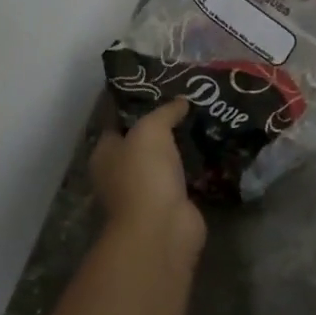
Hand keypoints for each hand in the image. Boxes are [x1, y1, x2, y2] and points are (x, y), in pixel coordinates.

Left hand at [90, 96, 203, 254]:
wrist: (162, 228)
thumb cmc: (144, 174)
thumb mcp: (151, 129)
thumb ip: (165, 111)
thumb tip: (182, 101)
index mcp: (105, 154)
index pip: (117, 121)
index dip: (135, 104)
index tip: (160, 87)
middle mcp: (120, 172)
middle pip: (141, 141)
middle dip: (162, 123)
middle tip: (188, 101)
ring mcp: (145, 190)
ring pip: (163, 159)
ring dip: (180, 145)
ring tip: (203, 119)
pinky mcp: (170, 203)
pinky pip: (182, 176)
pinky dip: (193, 165)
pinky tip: (210, 147)